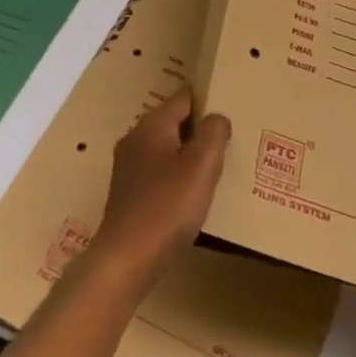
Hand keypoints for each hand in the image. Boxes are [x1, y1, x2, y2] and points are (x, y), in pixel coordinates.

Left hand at [90, 89, 230, 286]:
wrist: (125, 259)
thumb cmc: (167, 207)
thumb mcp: (201, 166)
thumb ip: (214, 134)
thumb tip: (217, 117)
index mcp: (152, 124)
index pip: (184, 97)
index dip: (208, 98)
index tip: (230, 106)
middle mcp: (136, 137)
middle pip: (174, 121)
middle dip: (199, 128)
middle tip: (229, 139)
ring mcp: (128, 165)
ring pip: (166, 148)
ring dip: (188, 154)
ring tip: (216, 166)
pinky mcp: (128, 191)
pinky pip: (158, 171)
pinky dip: (176, 175)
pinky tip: (192, 193)